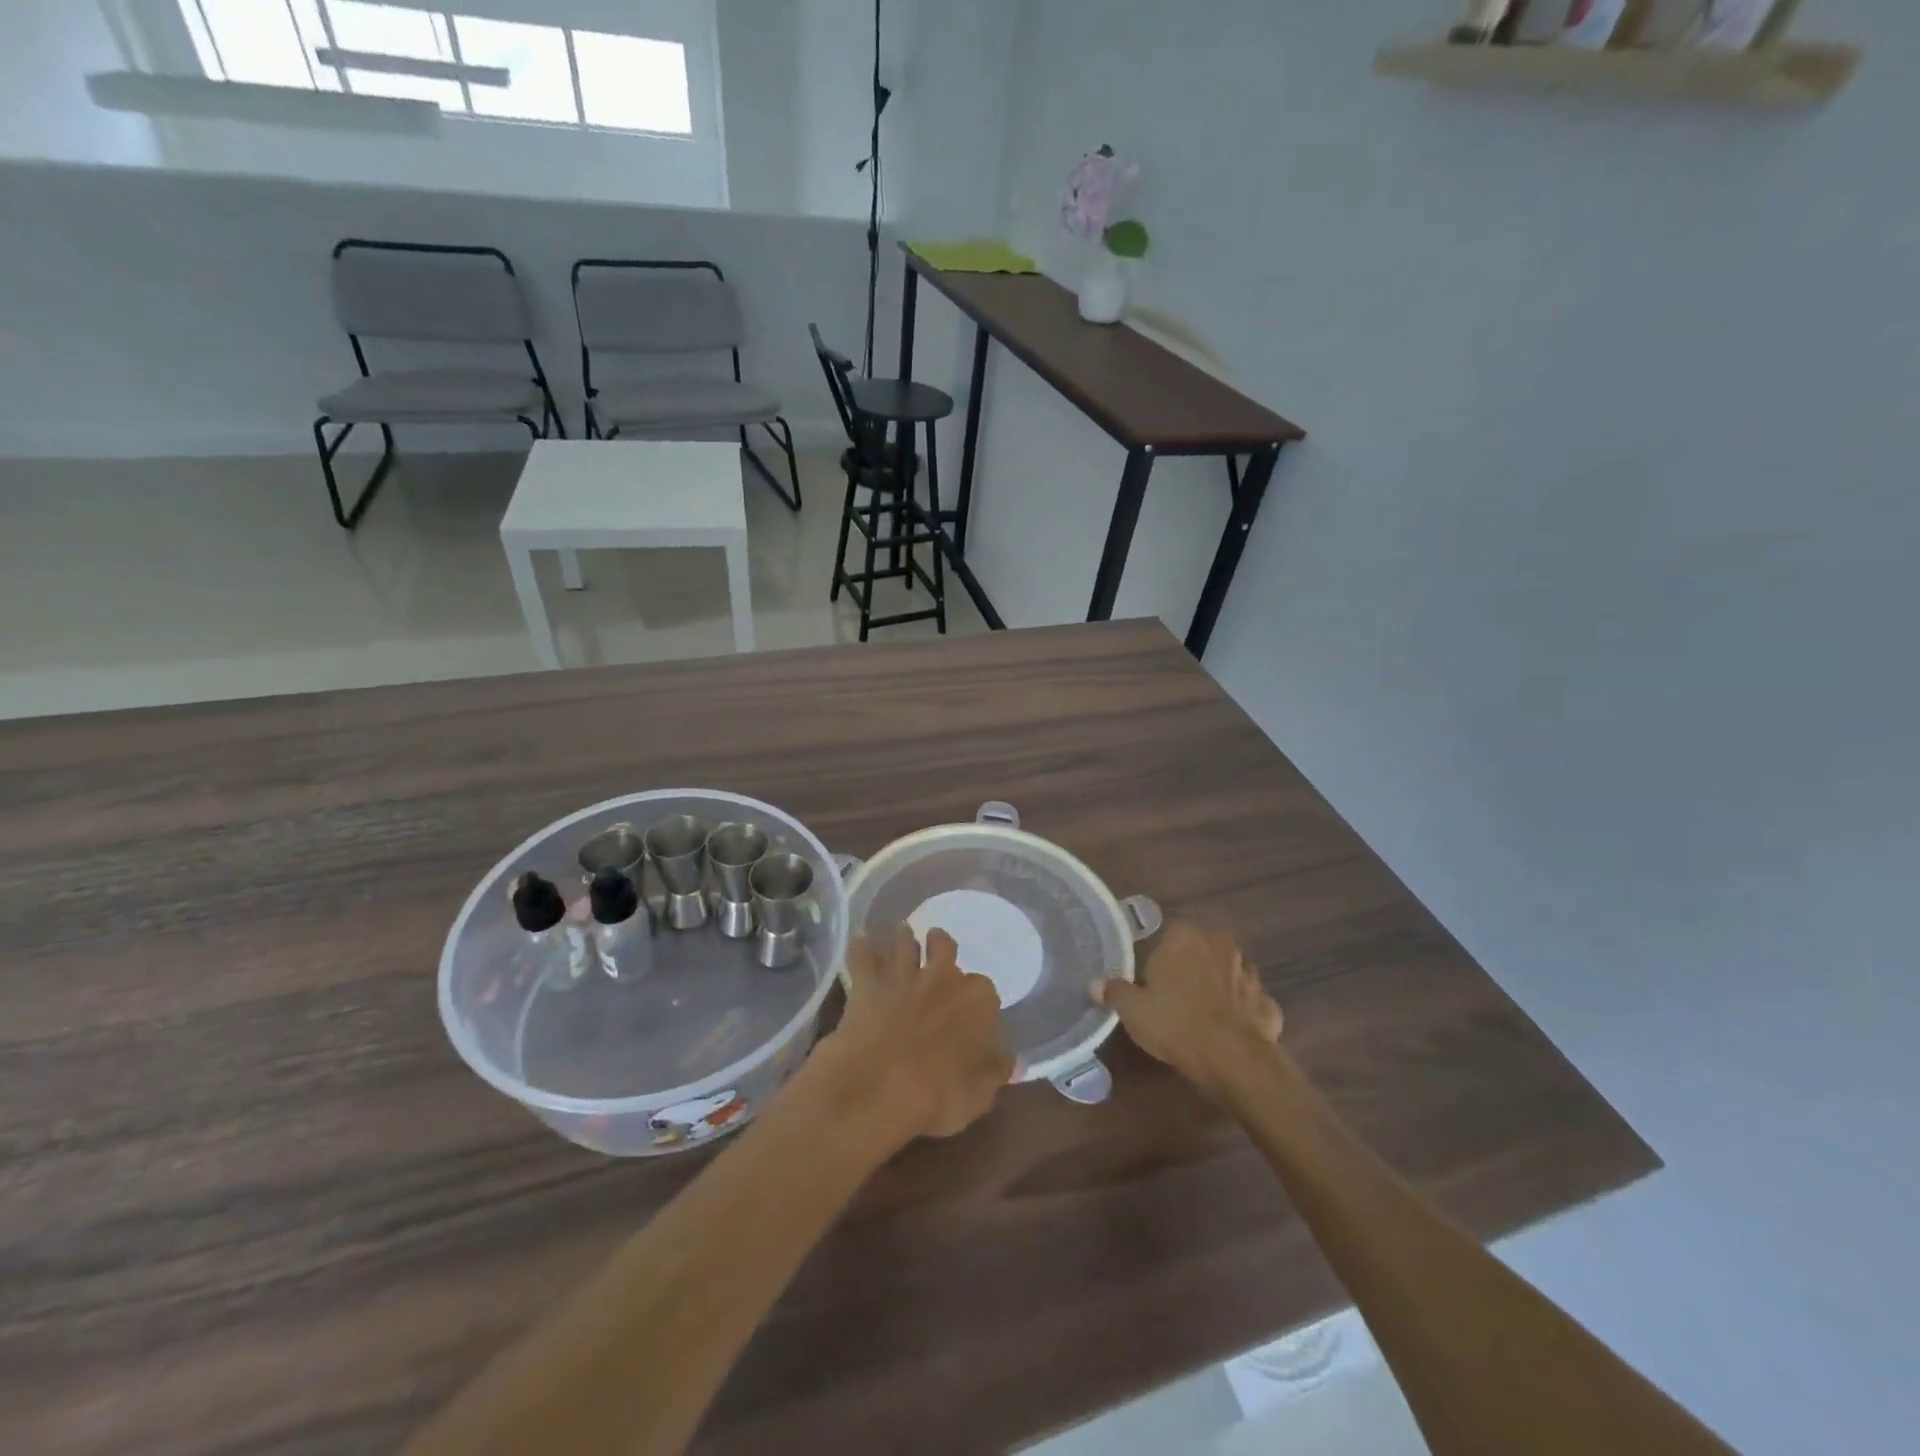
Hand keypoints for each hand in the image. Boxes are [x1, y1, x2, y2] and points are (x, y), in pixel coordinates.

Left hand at [815, 926, 1012, 1142]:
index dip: (979, 1002)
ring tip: (903, 929)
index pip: (986, 991)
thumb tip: (1012, 1060)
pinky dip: (861, 946)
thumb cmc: (938, 1096)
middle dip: (941, 946)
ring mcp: (902, 977)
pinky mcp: (867, 985)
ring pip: (904, 944)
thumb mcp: (980, 1094)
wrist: (877, 1087)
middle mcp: (942, 978)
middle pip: (944, 948)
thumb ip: (996, 1070)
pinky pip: (862, 958)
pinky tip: (860, 937)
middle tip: (937, 943)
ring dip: (904, 937)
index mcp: (976, 1001)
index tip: (975, 1012)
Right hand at [1094, 922, 1282, 1097]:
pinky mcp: (1268, 1002)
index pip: (1170, 934)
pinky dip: (1242, 1012)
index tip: (1152, 979)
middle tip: (1174, 995)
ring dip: (1219, 987)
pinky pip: (1249, 1002)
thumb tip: (1096, 983)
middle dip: (1191, 967)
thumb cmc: (1174, 1022)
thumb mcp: (1132, 1009)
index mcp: (1185, 936)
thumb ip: (1114, 991)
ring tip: (1201, 1014)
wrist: (1231, 1058)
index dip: (1160, 956)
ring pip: (1228, 973)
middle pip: (1201, 950)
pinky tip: (1229, 1031)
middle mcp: (1220, 944)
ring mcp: (1249, 972)